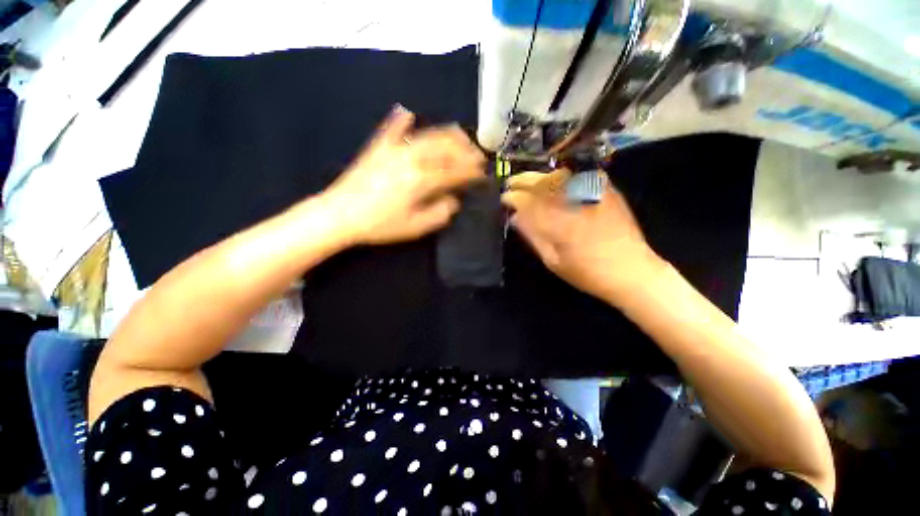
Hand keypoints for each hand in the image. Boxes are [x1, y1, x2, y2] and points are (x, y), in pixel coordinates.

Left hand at [324, 106, 485, 244]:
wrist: (340, 215)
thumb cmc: (379, 225)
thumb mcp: (415, 227)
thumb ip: (439, 213)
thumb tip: (454, 201)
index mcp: (421, 180)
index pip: (454, 172)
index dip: (471, 172)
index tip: (483, 173)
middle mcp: (411, 159)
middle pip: (445, 148)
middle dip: (465, 150)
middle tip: (477, 155)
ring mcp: (393, 150)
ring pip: (426, 135)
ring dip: (446, 134)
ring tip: (459, 136)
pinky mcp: (377, 148)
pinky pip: (391, 129)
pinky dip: (400, 119)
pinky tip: (408, 111)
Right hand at [500, 168, 666, 303]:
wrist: (631, 271)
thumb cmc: (587, 273)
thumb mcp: (553, 261)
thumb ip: (533, 237)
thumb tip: (515, 218)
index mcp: (560, 223)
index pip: (529, 202)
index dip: (513, 198)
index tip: (504, 198)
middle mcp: (575, 202)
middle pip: (543, 183)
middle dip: (523, 181)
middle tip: (510, 183)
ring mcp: (593, 193)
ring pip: (560, 175)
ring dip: (540, 176)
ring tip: (528, 181)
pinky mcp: (607, 190)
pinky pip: (579, 175)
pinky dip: (563, 175)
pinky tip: (554, 179)